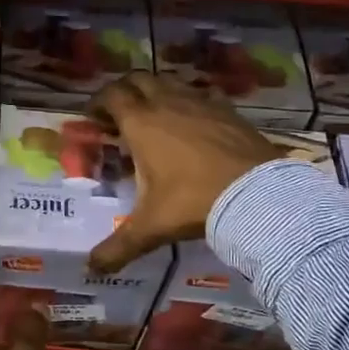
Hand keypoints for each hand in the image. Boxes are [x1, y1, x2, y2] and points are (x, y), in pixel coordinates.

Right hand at [86, 72, 282, 272]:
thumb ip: (117, 248)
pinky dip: (189, 102)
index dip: (98, 103)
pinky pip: (201, 95)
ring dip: (156, 92)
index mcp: (142, 124)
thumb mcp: (151, 227)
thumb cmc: (193, 203)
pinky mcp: (228, 110)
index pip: (112, 96)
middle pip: (139, 79)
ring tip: (155, 116)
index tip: (93, 118)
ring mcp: (201, 103)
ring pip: (171, 82)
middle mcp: (168, 104)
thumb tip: (91, 270)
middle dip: (125, 91)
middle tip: (120, 113)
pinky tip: (193, 124)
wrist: (257, 195)